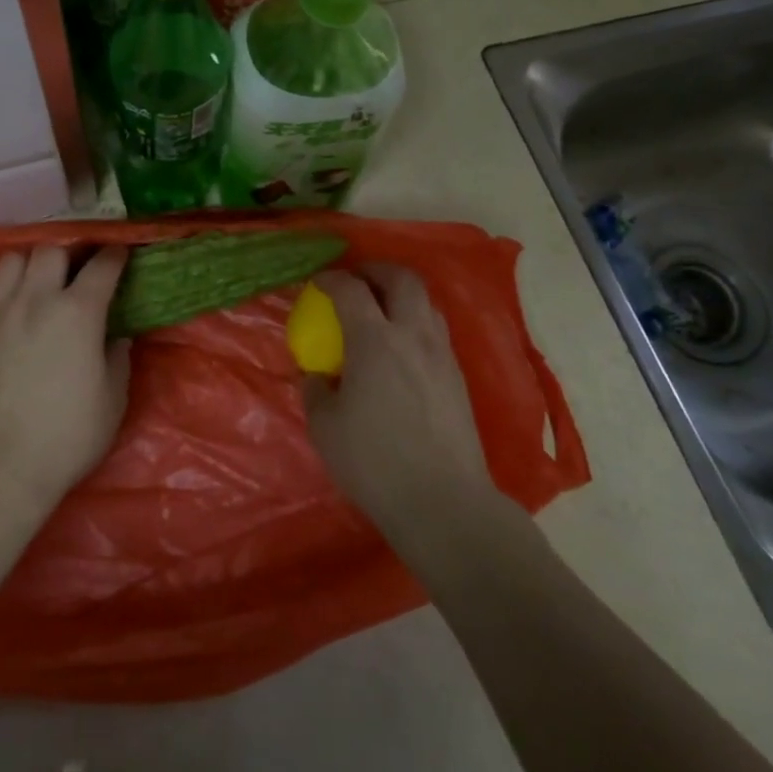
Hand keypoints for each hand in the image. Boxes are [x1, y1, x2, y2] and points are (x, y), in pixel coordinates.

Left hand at [0, 245, 132, 516]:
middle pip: (52, 250)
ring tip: (39, 282)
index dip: (115, 256)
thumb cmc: (67, 436)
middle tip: (77, 273)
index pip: (102, 266)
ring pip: (13, 259)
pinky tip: (11, 303)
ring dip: (31, 264)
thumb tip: (116, 337)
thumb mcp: (112, 400)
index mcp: (78, 312)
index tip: (120, 255)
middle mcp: (37, 300)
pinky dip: (3, 285)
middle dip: (70, 254)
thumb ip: (117, 358)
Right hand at [304, 266, 501, 547]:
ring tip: (381, 308)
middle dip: (376, 270)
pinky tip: (401, 347)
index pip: (351, 289)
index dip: (331, 278)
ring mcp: (441, 354)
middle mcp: (412, 335)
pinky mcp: (458, 376)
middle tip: (356, 279)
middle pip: (401, 278)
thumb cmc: (374, 462)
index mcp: (374, 340)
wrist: (443, 501)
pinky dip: (415, 320)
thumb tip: (316, 374)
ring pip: (426, 301)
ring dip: (400, 293)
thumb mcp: (325, 427)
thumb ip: (315, 390)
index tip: (318, 282)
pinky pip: (436, 329)